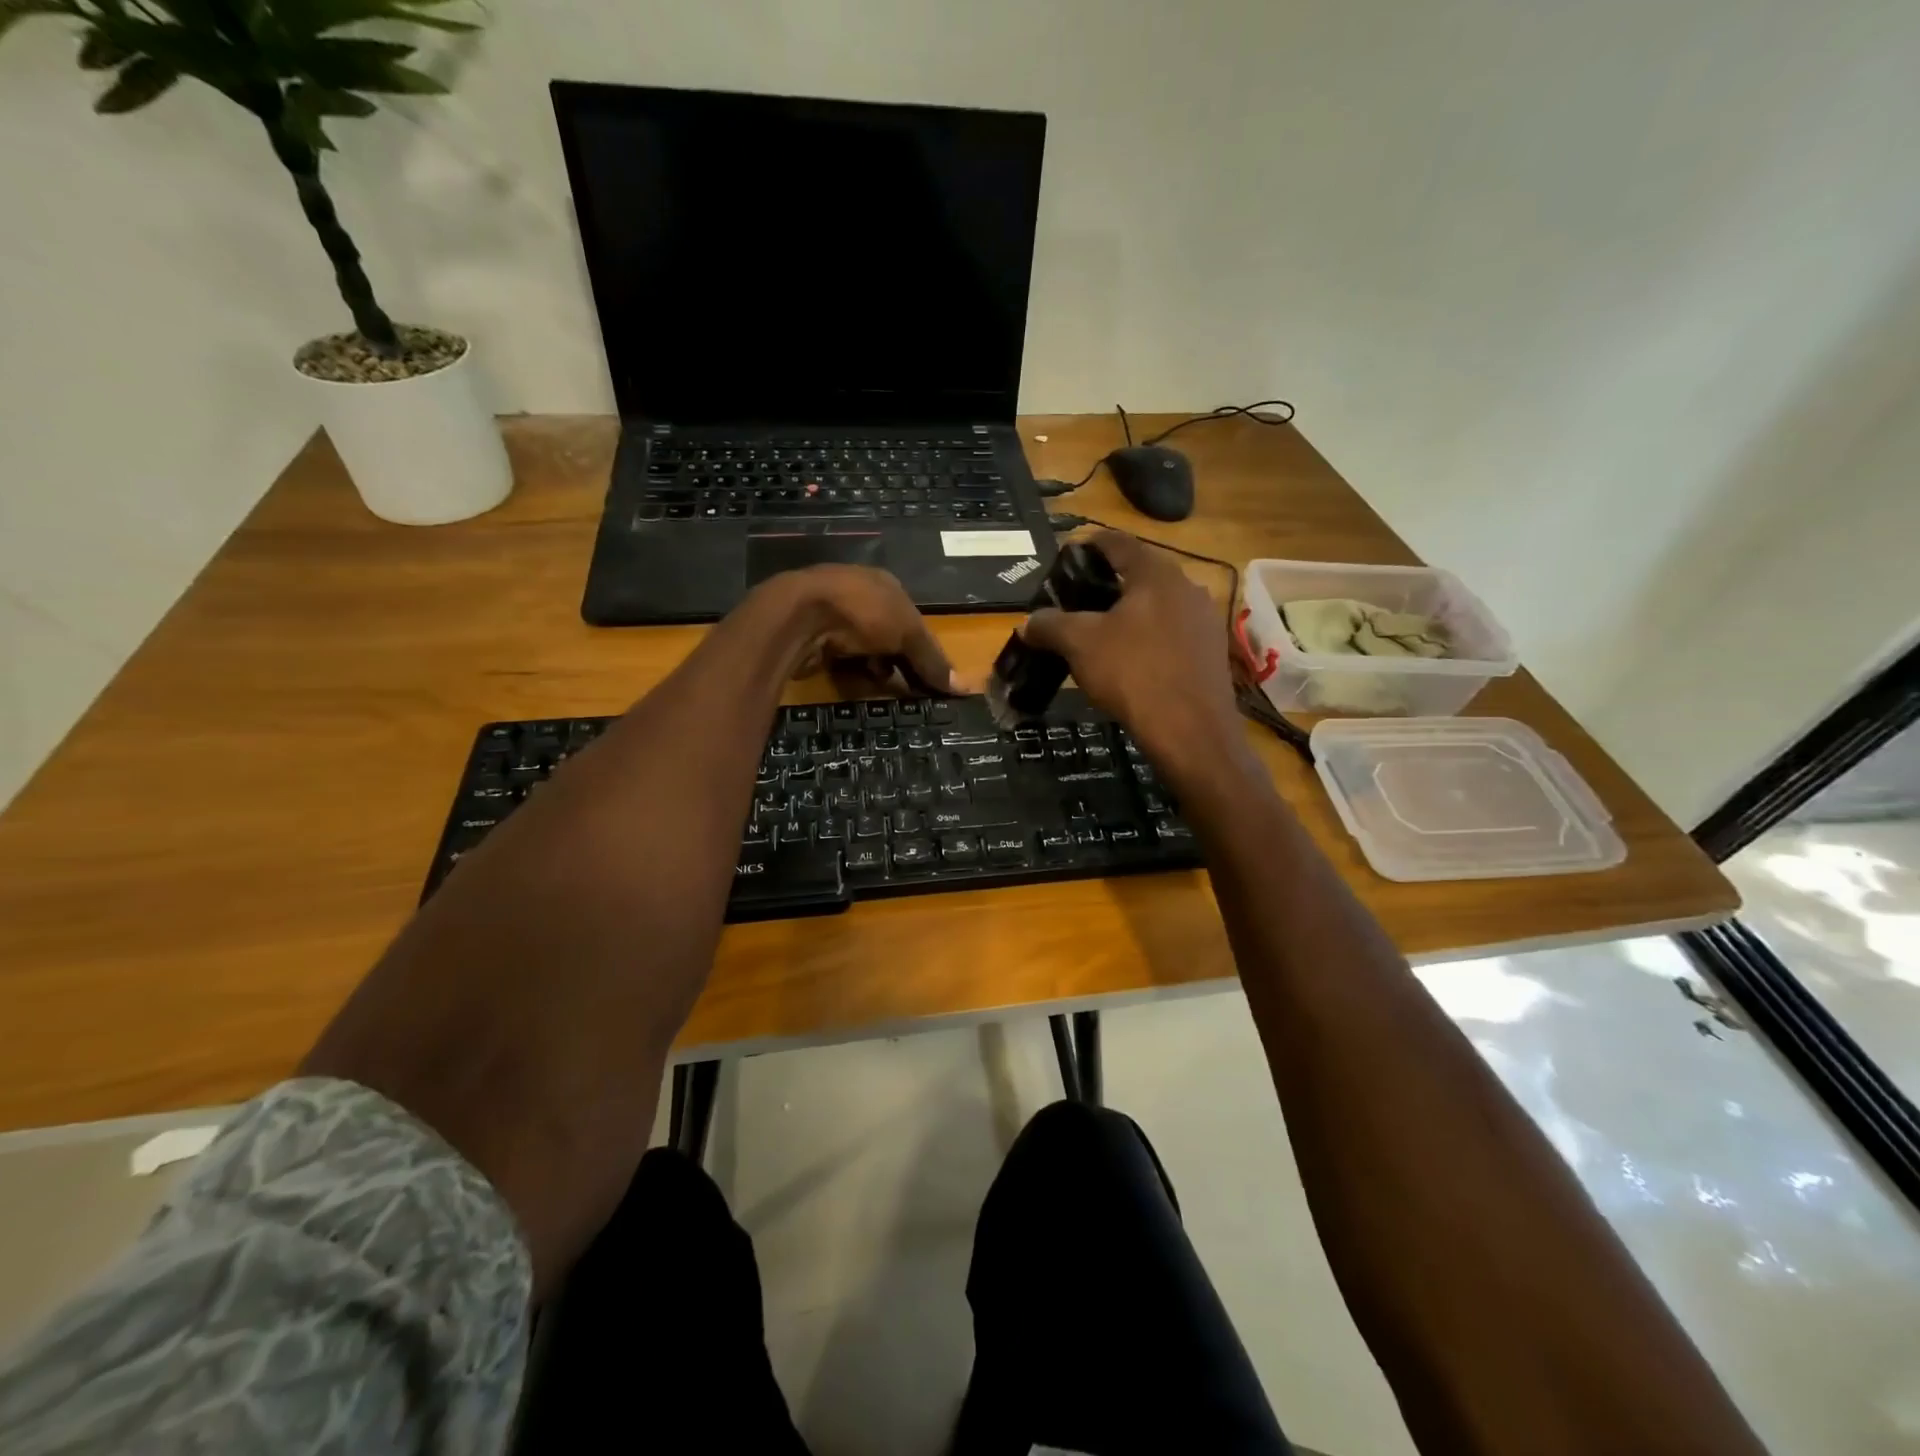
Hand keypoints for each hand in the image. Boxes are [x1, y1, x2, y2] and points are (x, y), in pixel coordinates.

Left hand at [770, 564, 960, 694]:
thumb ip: (932, 659)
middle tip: (912, 691)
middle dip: (900, 662)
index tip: (932, 677)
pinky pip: (841, 661)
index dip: (924, 648)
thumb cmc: (862, 613)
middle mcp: (858, 595)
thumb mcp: (908, 633)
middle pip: (889, 636)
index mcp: (884, 584)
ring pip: (864, 650)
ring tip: (887, 691)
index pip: (913, 619)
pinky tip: (859, 686)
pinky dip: (852, 674)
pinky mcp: (812, 638)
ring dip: (876, 670)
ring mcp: (832, 616)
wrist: (798, 617)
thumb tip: (963, 688)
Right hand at [1021, 531, 1248, 786]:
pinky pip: (1172, 632)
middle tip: (1077, 600)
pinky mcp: (1211, 651)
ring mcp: (1204, 620)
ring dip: (1129, 612)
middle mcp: (1186, 587)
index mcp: (1155, 573)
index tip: (1067, 556)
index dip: (1088, 544)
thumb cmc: (1133, 674)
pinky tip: (1131, 660)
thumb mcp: (1080, 645)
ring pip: (1157, 605)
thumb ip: (1050, 625)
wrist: (1192, 731)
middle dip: (1106, 583)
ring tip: (1100, 633)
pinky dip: (1148, 636)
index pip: (1117, 542)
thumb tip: (1028, 622)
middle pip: (1139, 573)